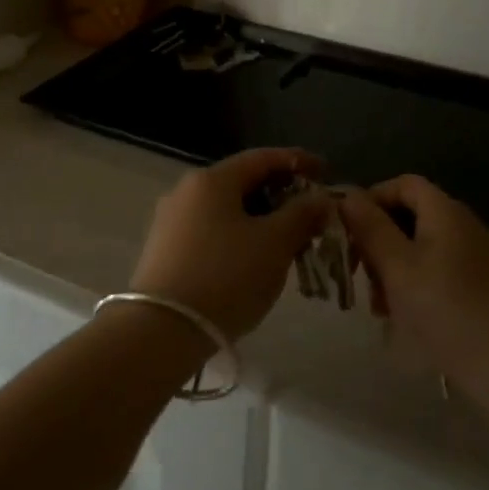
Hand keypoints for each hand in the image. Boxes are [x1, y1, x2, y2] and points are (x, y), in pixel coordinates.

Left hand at [131, 148, 332, 340]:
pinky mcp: (165, 251)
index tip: (326, 171)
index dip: (297, 161)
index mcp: (212, 180)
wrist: (162, 331)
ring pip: (227, 209)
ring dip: (261, 219)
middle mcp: (186, 191)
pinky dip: (240, 236)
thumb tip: (320, 198)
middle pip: (243, 182)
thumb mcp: (275, 243)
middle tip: (311, 214)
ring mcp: (171, 221)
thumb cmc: (226, 277)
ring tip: (289, 242)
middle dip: (281, 195)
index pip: (262, 158)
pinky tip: (255, 260)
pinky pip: (212, 231)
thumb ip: (302, 214)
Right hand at [339, 175, 488, 398]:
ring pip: (422, 248)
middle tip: (360, 276)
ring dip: (393, 268)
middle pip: (411, 216)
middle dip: (379, 241)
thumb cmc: (447, 310)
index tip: (348, 231)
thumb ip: (370, 228)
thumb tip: (347, 195)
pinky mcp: (483, 287)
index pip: (403, 183)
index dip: (372, 199)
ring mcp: (477, 257)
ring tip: (380, 307)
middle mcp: (464, 226)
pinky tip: (406, 319)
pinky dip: (415, 285)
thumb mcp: (397, 267)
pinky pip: (439, 271)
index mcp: (445, 212)